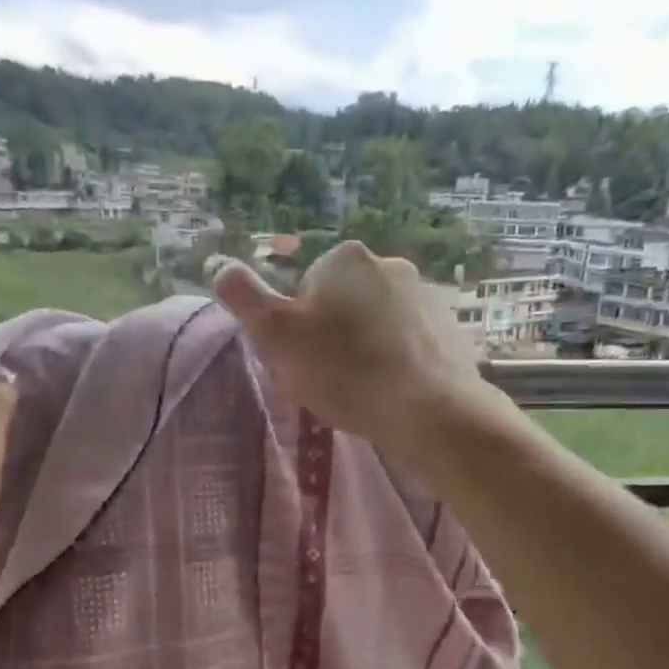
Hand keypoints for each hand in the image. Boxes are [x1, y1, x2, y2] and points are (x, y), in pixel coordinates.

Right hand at [213, 241, 489, 449]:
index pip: (305, 290)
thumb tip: (219, 266)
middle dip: (332, 336)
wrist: (428, 410)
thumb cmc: (343, 371)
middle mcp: (389, 264)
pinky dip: (396, 362)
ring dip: (364, 349)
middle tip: (329, 379)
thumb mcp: (276, 335)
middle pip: (342, 304)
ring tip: (362, 390)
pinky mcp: (450, 328)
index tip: (302, 360)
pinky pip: (407, 343)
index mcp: (345, 258)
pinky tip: (392, 392)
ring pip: (376, 323)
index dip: (297, 328)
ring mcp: (426, 295)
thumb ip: (244, 298)